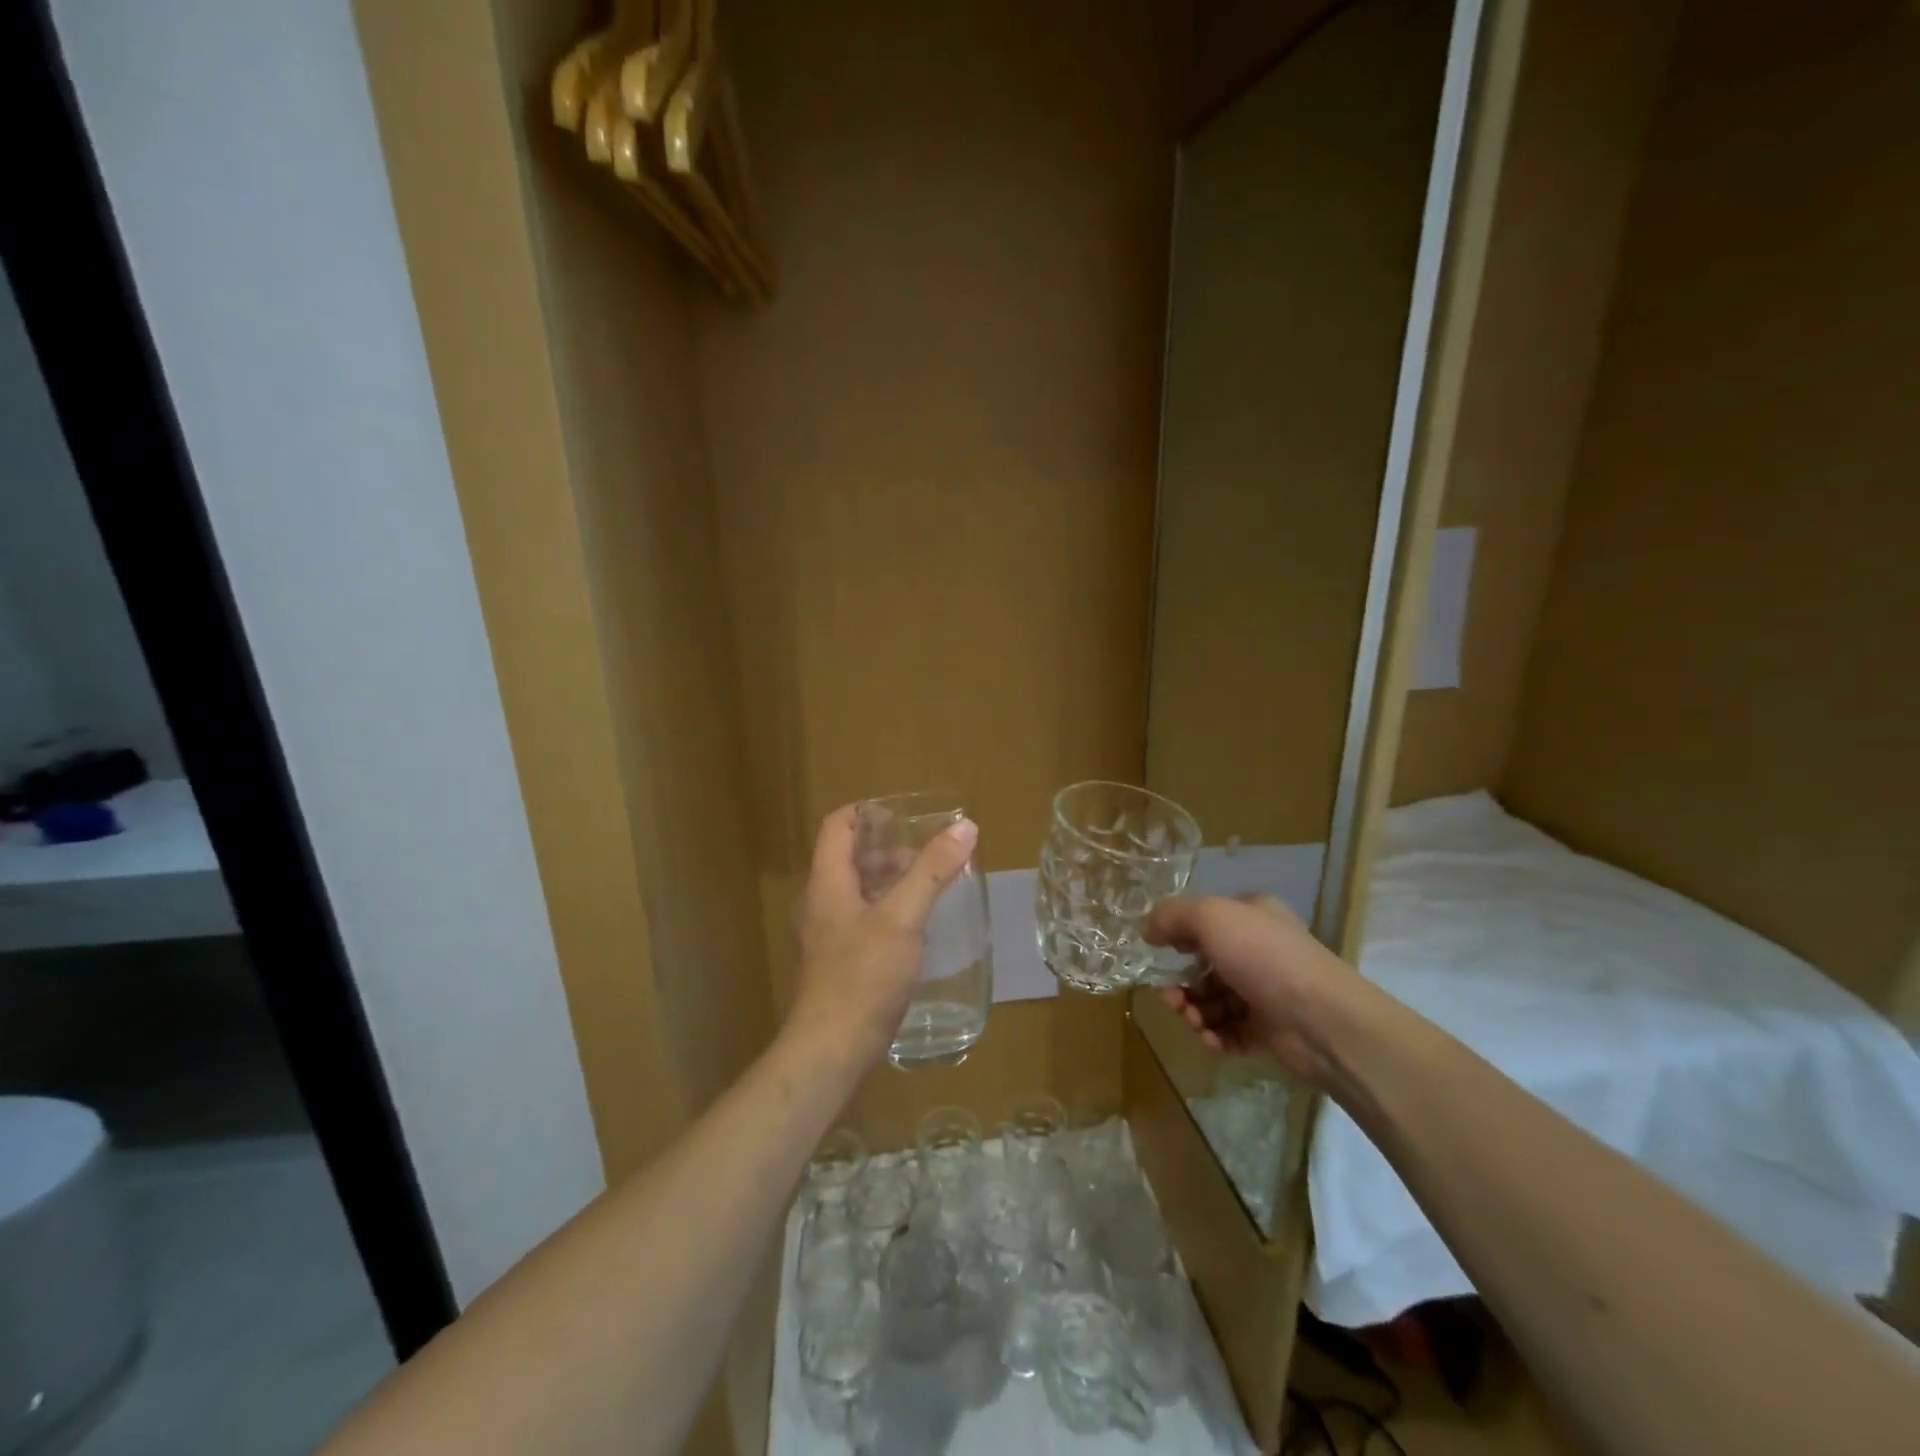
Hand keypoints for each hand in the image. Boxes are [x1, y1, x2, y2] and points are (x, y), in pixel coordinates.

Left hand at [787, 805, 978, 1067]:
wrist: (832, 1050)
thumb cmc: (864, 976)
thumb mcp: (903, 917)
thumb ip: (932, 870)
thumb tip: (965, 827)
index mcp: (827, 883)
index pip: (837, 826)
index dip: (866, 812)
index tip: (903, 814)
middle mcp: (821, 903)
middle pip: (849, 858)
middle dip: (887, 849)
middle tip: (927, 854)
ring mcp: (827, 935)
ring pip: (857, 891)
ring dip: (890, 881)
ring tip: (928, 886)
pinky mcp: (838, 963)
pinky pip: (862, 920)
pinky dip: (887, 910)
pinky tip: (916, 927)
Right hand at [1144, 893, 1364, 1091]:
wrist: (1323, 1021)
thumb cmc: (1264, 957)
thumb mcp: (1211, 917)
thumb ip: (1172, 916)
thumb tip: (1147, 929)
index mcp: (1253, 916)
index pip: (1208, 919)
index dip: (1180, 934)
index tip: (1160, 950)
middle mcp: (1261, 950)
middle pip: (1206, 964)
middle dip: (1182, 982)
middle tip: (1171, 998)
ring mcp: (1267, 992)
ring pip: (1215, 1000)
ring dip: (1194, 1011)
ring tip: (1192, 1022)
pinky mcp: (1271, 1030)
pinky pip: (1231, 1031)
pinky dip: (1215, 1035)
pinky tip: (1210, 1039)